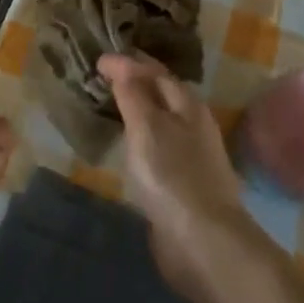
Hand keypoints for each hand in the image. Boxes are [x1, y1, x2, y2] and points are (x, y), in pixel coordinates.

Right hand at [98, 53, 251, 299]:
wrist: (204, 242)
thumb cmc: (172, 176)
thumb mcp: (147, 127)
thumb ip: (132, 94)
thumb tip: (120, 62)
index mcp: (188, 106)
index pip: (157, 72)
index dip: (129, 63)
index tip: (99, 60)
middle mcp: (194, 126)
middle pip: (163, 96)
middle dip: (136, 83)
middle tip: (103, 79)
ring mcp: (191, 157)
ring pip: (160, 123)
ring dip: (137, 112)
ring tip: (110, 108)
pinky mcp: (182, 184)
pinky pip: (157, 149)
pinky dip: (139, 140)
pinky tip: (126, 148)